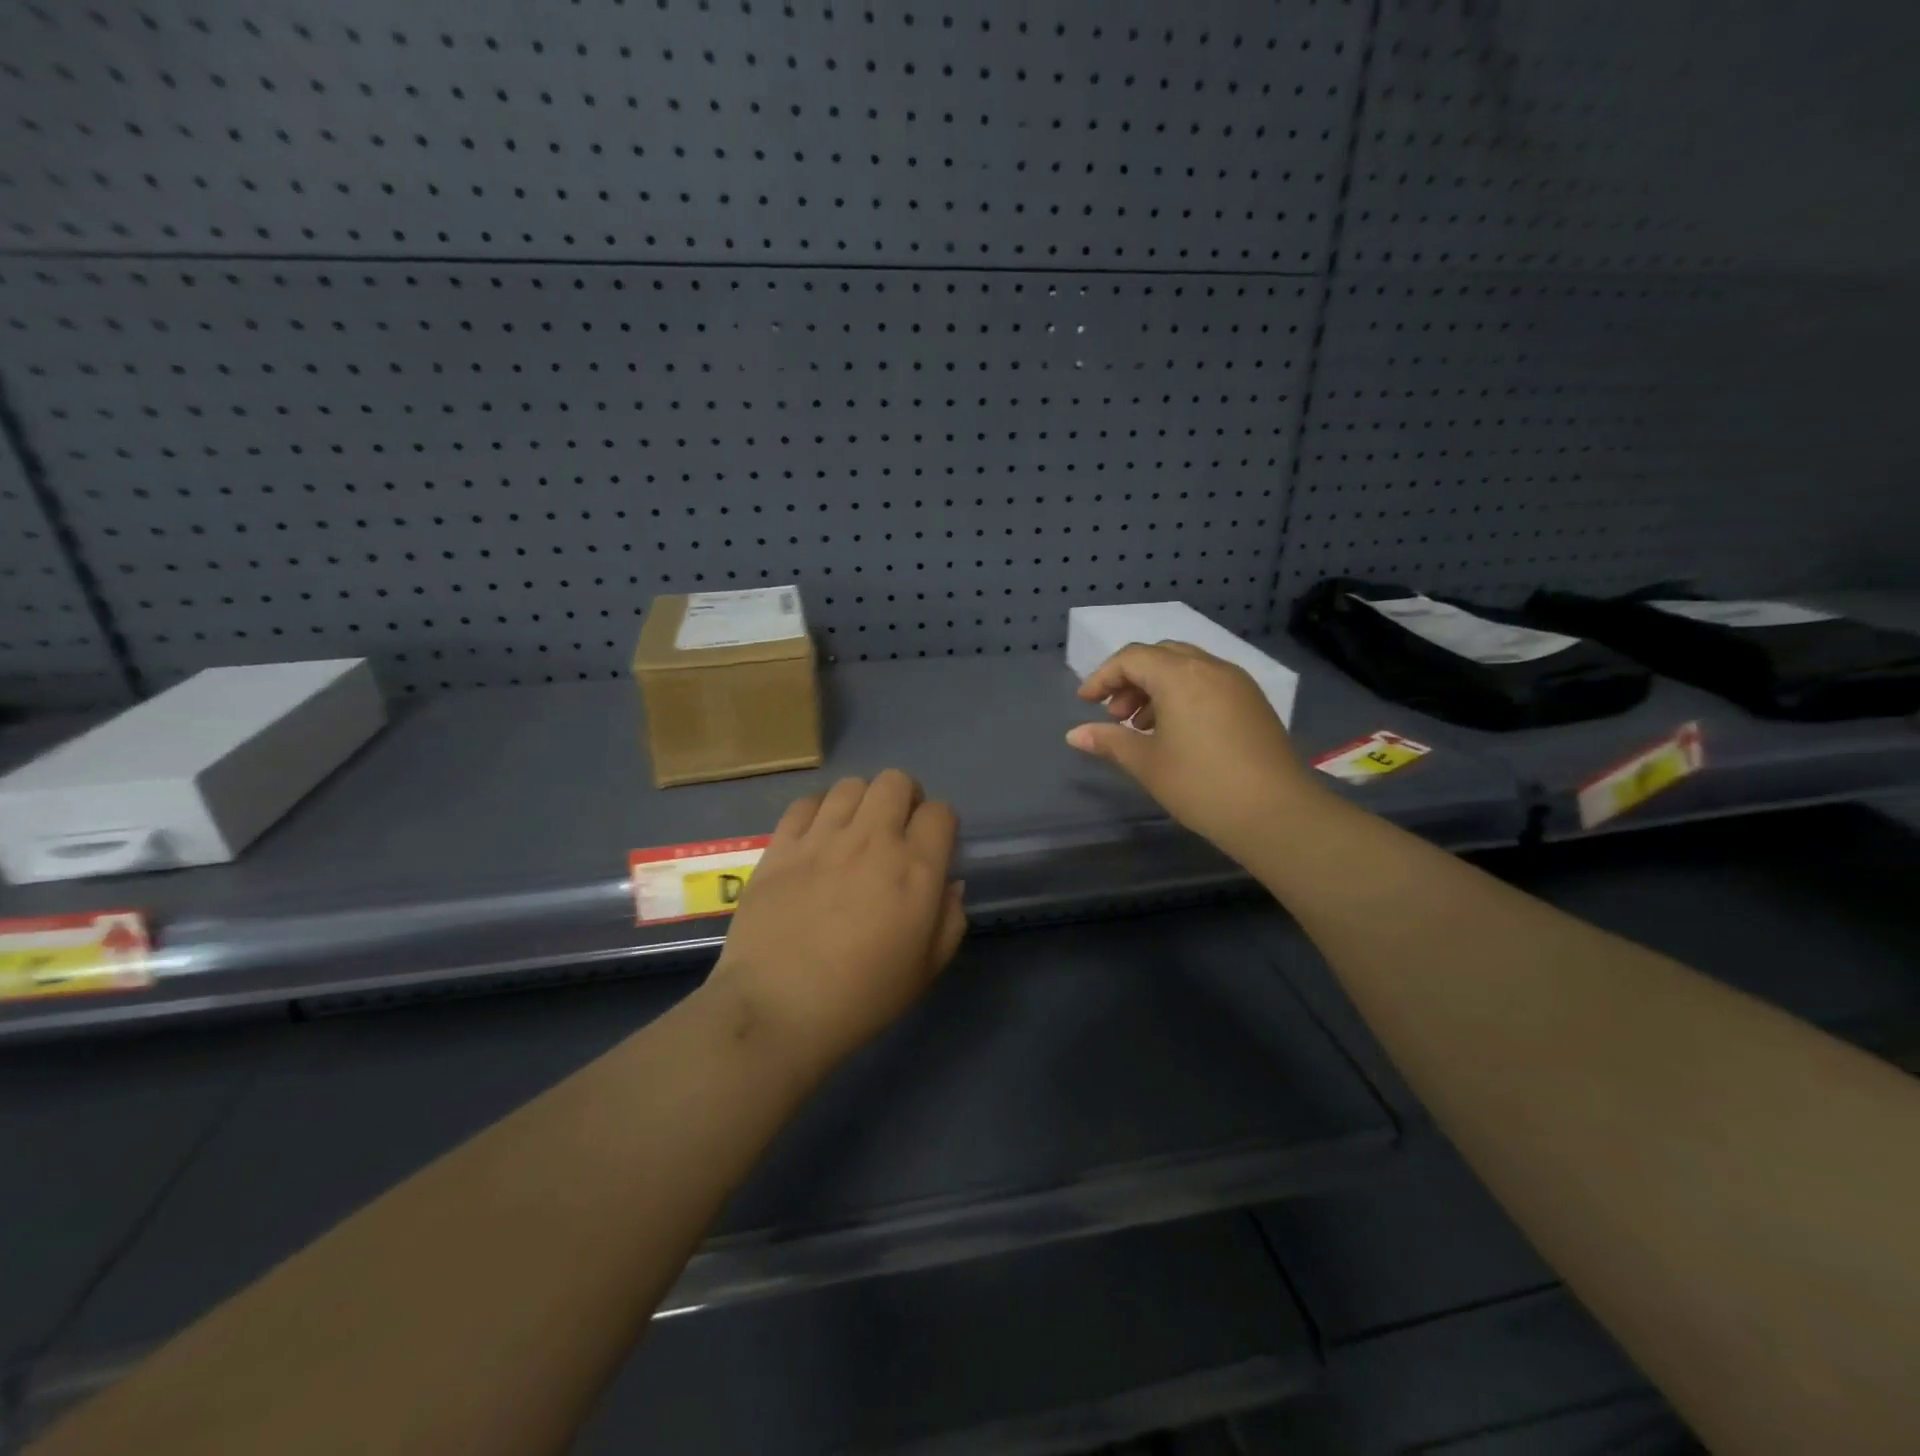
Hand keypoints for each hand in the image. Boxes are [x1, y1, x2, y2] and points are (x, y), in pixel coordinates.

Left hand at [707, 770, 967, 1077]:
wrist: (777, 1009)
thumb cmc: (861, 998)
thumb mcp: (926, 969)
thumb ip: (949, 919)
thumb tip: (948, 883)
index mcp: (915, 869)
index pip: (940, 812)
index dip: (940, 826)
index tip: (931, 847)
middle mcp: (872, 840)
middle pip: (896, 781)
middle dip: (904, 798)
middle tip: (896, 830)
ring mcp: (822, 838)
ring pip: (851, 785)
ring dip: (862, 802)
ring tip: (854, 831)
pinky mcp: (781, 845)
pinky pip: (806, 803)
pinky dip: (819, 811)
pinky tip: (816, 837)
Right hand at [1066, 642, 1326, 859]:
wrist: (1276, 813)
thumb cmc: (1201, 785)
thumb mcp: (1147, 764)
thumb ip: (1109, 741)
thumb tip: (1075, 734)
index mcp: (1180, 676)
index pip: (1132, 658)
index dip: (1103, 676)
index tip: (1085, 702)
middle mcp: (1210, 667)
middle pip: (1160, 655)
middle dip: (1131, 678)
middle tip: (1115, 713)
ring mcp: (1237, 682)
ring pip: (1186, 667)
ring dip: (1156, 687)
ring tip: (1141, 726)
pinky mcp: (1253, 702)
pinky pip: (1208, 682)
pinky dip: (1183, 694)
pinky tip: (1175, 731)